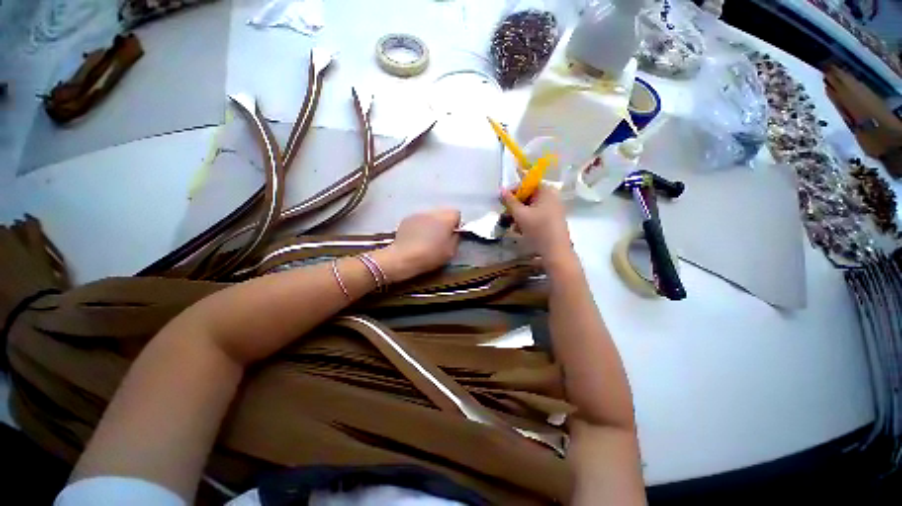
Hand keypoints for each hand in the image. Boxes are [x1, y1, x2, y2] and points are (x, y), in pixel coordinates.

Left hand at [373, 209, 460, 281]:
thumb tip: (454, 233)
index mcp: (446, 219)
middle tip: (440, 237)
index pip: (456, 213)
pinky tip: (416, 238)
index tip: (451, 235)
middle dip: (443, 223)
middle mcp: (433, 212)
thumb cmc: (431, 255)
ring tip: (426, 238)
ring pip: (430, 216)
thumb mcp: (450, 251)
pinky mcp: (406, 219)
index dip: (455, 224)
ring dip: (431, 223)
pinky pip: (418, 220)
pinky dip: (419, 226)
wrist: (404, 257)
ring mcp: (418, 214)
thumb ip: (455, 238)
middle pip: (443, 213)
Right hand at [501, 186, 573, 263]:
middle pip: (529, 196)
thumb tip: (501, 189)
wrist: (556, 251)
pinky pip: (536, 216)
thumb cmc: (538, 229)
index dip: (514, 191)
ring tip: (512, 225)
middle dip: (515, 206)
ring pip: (531, 208)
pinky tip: (520, 230)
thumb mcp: (520, 214)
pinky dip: (527, 221)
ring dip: (519, 215)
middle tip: (505, 215)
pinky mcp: (552, 220)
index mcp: (546, 191)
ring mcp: (553, 209)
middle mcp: (552, 197)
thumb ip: (509, 201)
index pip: (527, 184)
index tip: (503, 201)